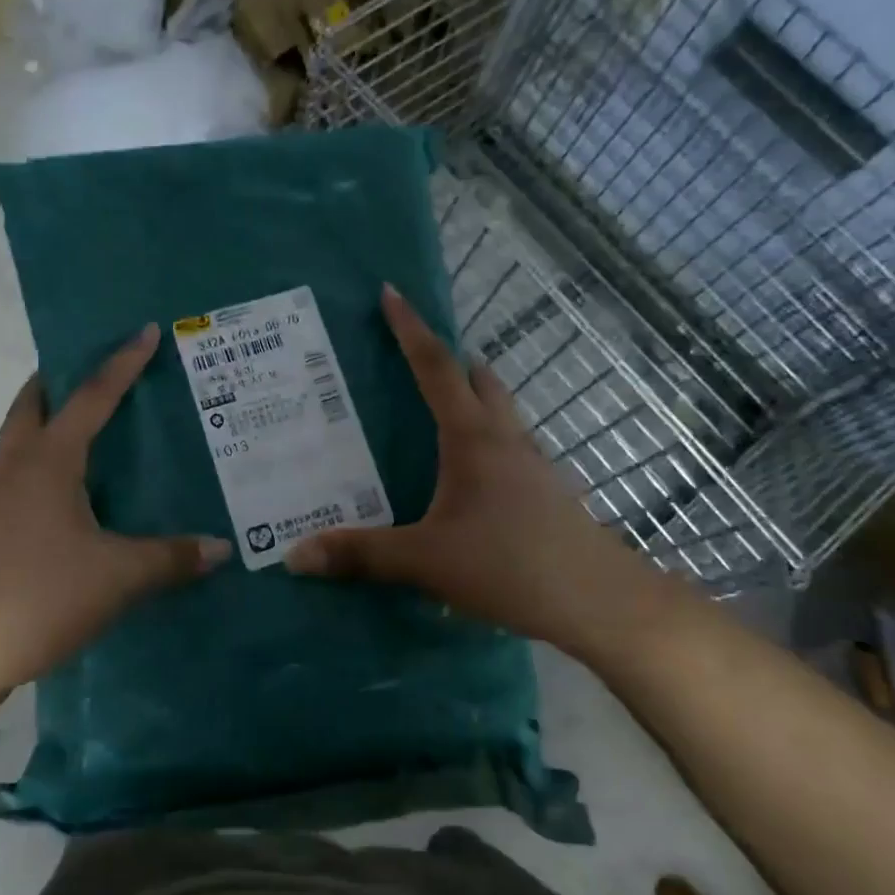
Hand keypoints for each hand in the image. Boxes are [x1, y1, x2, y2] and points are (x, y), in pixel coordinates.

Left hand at [0, 324, 229, 697]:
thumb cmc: (37, 597)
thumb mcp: (117, 577)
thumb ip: (171, 558)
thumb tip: (221, 549)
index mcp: (47, 462)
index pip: (92, 397)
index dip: (122, 363)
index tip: (143, 331)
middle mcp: (11, 468)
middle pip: (31, 406)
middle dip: (58, 382)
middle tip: (93, 377)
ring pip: (15, 445)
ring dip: (43, 428)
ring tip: (82, 441)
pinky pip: (10, 483)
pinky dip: (36, 472)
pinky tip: (60, 507)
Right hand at [285, 285, 664, 659]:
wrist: (599, 601)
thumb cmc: (510, 566)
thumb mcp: (426, 561)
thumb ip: (361, 555)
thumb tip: (295, 556)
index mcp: (472, 438)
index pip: (436, 368)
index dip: (410, 329)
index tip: (392, 293)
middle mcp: (504, 439)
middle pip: (477, 379)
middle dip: (446, 359)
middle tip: (412, 357)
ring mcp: (531, 463)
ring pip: (499, 411)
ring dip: (471, 396)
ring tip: (437, 411)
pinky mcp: (545, 491)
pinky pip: (509, 444)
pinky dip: (485, 437)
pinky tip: (469, 474)